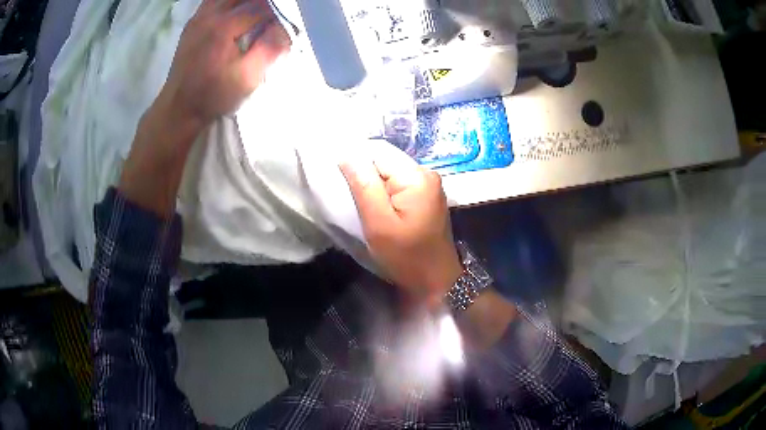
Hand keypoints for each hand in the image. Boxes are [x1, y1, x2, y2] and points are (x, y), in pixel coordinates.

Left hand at [160, 0, 290, 129]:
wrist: (179, 108)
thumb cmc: (213, 96)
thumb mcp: (247, 78)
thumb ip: (270, 48)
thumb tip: (285, 27)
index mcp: (224, 26)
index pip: (261, 5)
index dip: (278, 12)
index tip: (284, 24)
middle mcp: (209, 15)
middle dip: (262, 3)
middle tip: (271, 15)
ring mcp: (198, 17)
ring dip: (245, 1)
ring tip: (255, 12)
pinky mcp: (192, 23)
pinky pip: (213, 1)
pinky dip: (228, 3)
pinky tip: (235, 13)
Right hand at [340, 156, 462, 308]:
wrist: (435, 281)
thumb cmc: (406, 256)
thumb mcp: (379, 223)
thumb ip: (363, 186)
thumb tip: (346, 154)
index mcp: (416, 176)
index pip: (377, 152)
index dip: (355, 162)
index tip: (340, 182)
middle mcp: (426, 173)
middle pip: (385, 161)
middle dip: (365, 176)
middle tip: (352, 199)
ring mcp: (428, 184)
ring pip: (390, 173)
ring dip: (373, 186)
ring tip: (363, 206)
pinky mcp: (426, 196)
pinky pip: (398, 184)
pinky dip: (384, 193)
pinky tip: (378, 209)